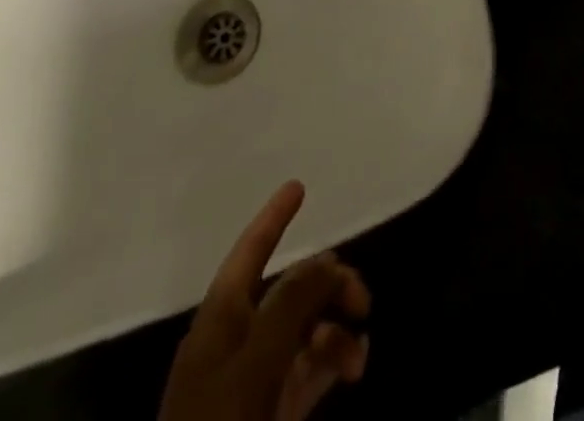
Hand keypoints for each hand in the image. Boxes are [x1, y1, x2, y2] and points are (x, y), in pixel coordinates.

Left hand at [158, 182, 371, 420]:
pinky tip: (356, 366)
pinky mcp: (272, 413)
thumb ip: (291, 304)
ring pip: (305, 330)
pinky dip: (334, 360)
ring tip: (361, 351)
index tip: (299, 185)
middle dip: (328, 284)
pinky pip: (309, 369)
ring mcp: (254, 380)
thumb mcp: (255, 363)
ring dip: (337, 328)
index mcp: (220, 319)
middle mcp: (236, 340)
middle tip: (362, 300)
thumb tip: (327, 261)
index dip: (273, 218)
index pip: (249, 253)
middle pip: (289, 290)